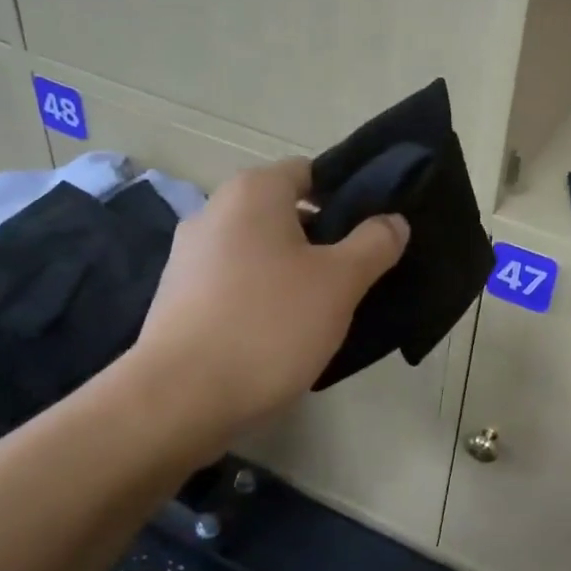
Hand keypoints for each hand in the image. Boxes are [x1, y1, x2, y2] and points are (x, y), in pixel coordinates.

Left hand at [126, 158, 407, 434]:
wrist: (180, 398)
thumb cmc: (269, 325)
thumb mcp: (340, 282)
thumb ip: (375, 243)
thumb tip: (393, 221)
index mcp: (253, 192)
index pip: (310, 172)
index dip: (346, 197)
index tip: (372, 234)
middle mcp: (214, 211)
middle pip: (284, 213)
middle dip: (322, 240)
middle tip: (355, 276)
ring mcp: (188, 256)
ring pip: (259, 251)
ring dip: (291, 271)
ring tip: (322, 310)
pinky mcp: (177, 297)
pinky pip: (234, 283)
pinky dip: (260, 297)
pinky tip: (280, 334)